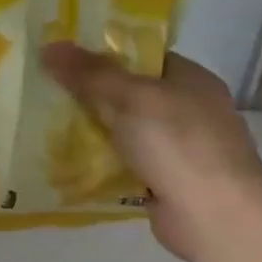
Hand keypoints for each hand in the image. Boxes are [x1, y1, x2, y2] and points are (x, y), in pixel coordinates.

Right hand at [42, 42, 261, 260]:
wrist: (214, 215)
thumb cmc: (178, 143)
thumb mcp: (131, 97)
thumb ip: (90, 73)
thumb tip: (49, 46)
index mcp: (191, 79)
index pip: (143, 57)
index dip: (104, 54)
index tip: (64, 59)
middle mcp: (189, 110)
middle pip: (130, 94)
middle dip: (91, 95)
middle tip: (47, 92)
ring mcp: (180, 149)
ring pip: (125, 132)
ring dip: (92, 132)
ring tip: (47, 126)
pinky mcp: (166, 182)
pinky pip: (125, 165)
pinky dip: (102, 165)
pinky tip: (69, 163)